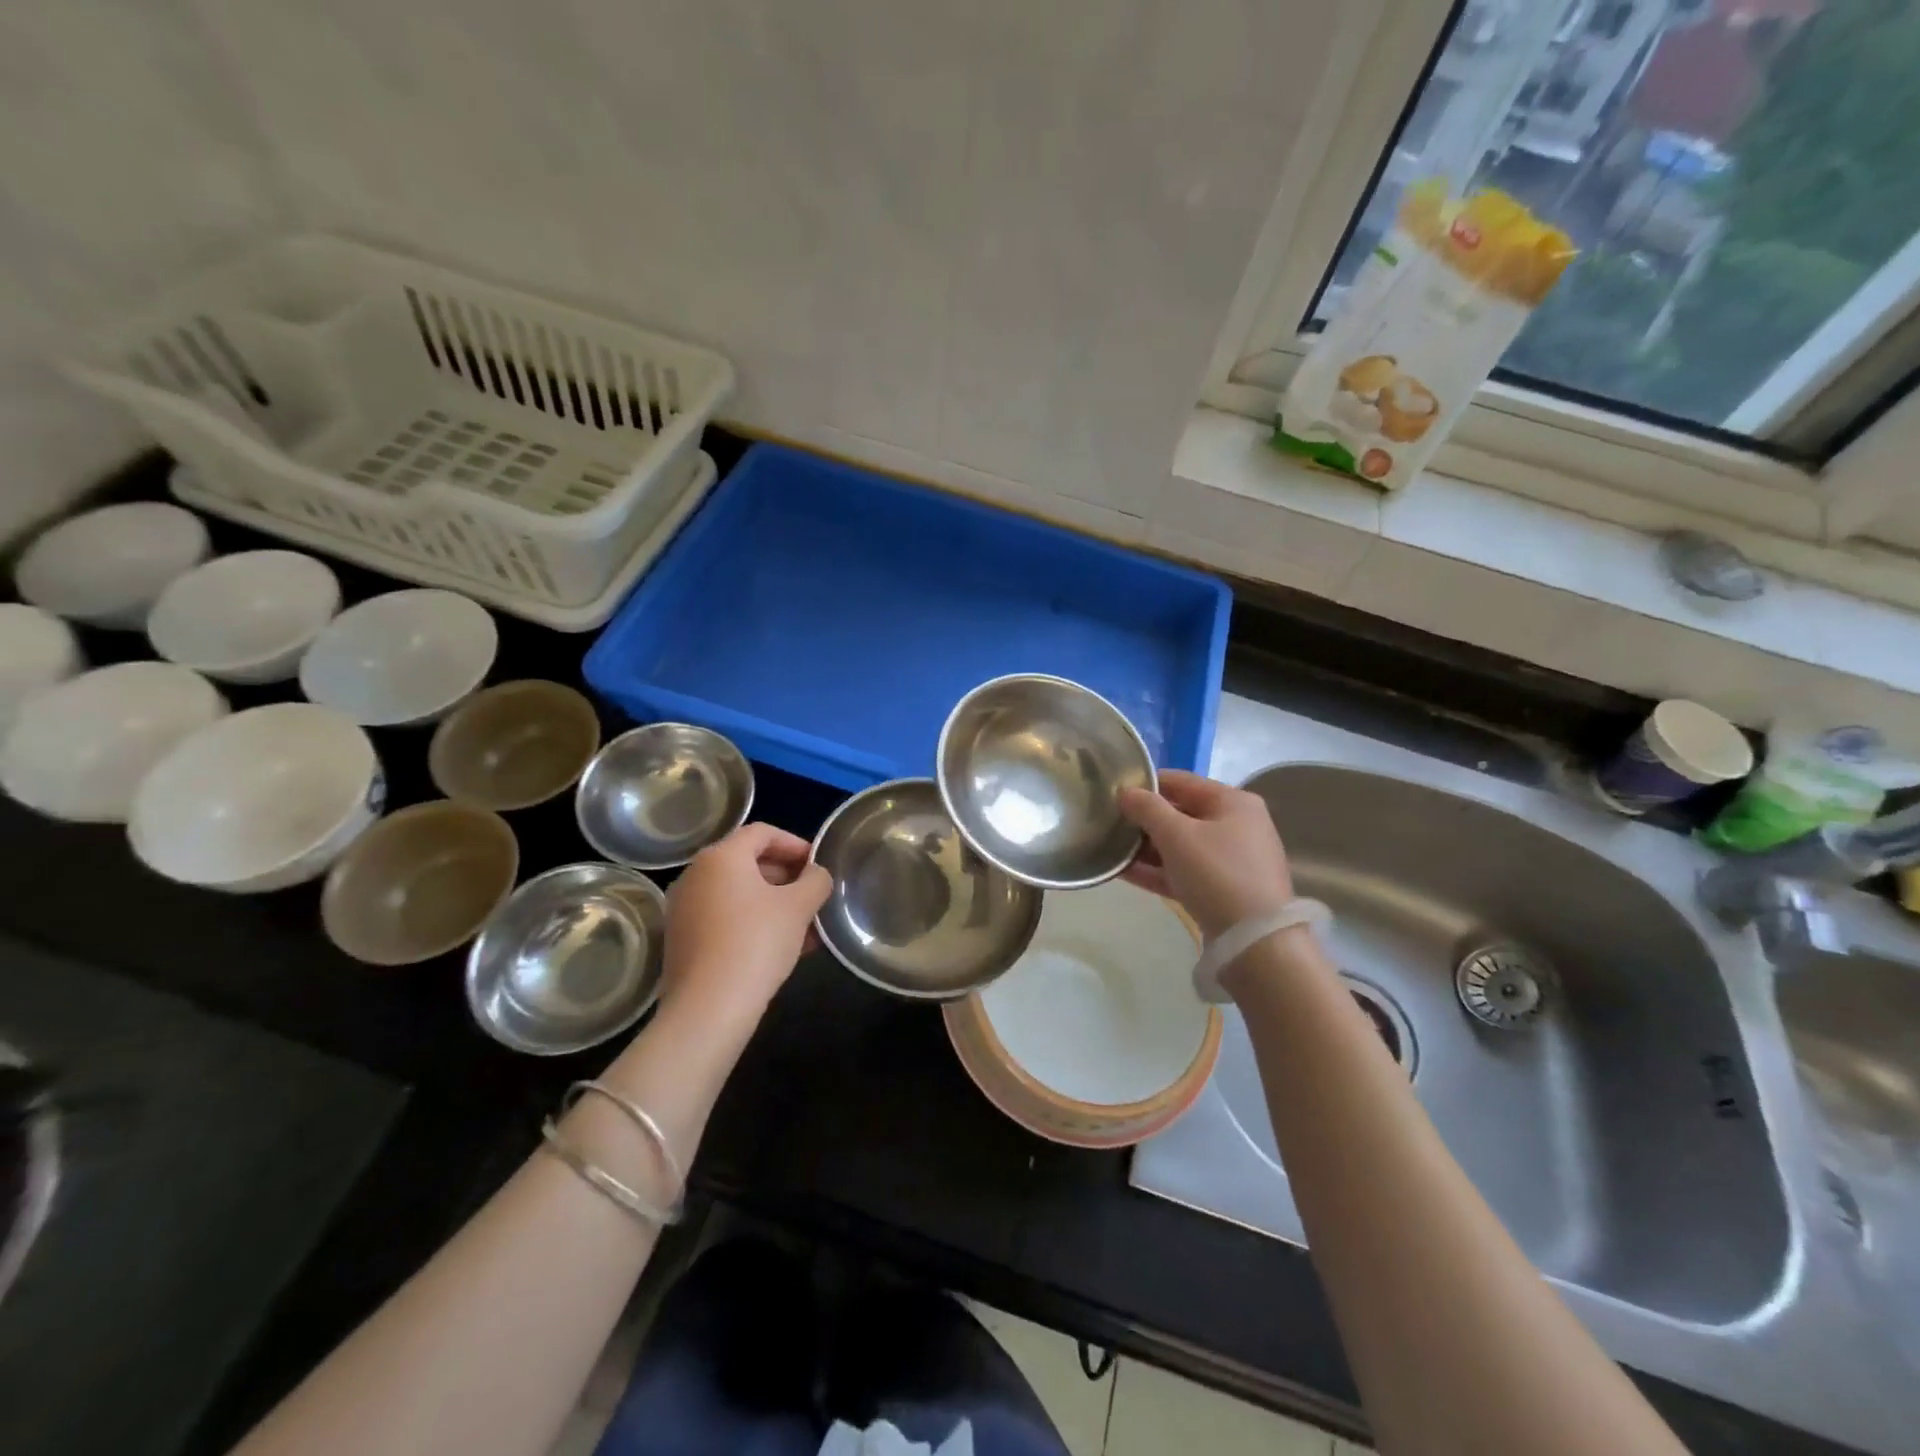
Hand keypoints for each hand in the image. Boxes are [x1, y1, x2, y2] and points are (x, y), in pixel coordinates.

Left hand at [662, 823, 832, 1026]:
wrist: (707, 1009)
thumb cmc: (756, 943)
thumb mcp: (799, 907)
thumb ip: (815, 881)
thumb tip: (816, 874)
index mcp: (721, 857)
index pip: (763, 833)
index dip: (795, 844)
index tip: (818, 865)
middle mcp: (695, 875)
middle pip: (748, 862)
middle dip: (786, 877)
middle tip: (813, 897)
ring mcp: (684, 908)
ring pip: (738, 894)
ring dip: (773, 903)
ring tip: (805, 928)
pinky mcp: (682, 939)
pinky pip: (724, 918)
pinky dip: (752, 922)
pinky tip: (780, 948)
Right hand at [1119, 770, 1294, 940]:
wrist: (1255, 942)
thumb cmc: (1217, 874)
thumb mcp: (1177, 835)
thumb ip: (1147, 808)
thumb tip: (1125, 792)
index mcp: (1233, 802)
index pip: (1181, 781)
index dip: (1146, 784)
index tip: (1114, 792)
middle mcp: (1237, 826)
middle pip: (1181, 813)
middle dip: (1144, 819)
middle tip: (1107, 822)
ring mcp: (1231, 861)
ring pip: (1181, 845)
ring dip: (1146, 847)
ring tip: (1109, 848)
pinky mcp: (1223, 891)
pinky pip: (1184, 872)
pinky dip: (1157, 870)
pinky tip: (1123, 872)